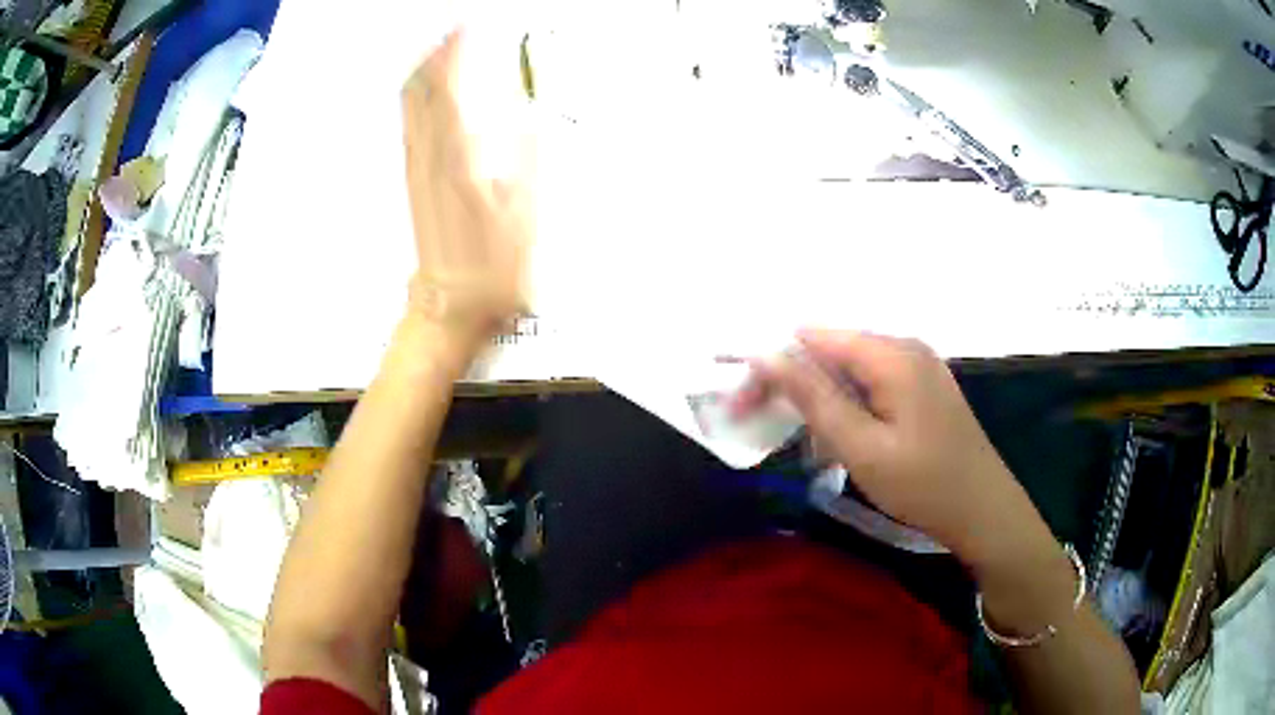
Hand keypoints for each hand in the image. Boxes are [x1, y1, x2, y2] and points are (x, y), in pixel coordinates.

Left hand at [401, 30, 532, 345]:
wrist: (453, 307)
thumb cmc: (490, 269)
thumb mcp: (526, 210)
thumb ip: (528, 155)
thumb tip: (528, 115)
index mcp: (459, 159)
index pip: (450, 90)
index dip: (456, 54)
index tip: (465, 28)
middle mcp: (430, 159)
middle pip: (422, 94)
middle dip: (435, 56)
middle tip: (449, 32)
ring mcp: (418, 172)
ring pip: (412, 110)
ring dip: (423, 76)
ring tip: (436, 52)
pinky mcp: (414, 185)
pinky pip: (410, 130)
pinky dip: (417, 103)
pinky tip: (423, 98)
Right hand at [739, 329, 1045, 566]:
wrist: (984, 510)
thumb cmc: (923, 485)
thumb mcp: (861, 447)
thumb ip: (813, 397)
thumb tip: (764, 354)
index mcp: (891, 353)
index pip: (811, 338)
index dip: (770, 365)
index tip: (740, 403)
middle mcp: (904, 346)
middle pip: (830, 350)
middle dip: (790, 382)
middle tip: (755, 421)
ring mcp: (917, 364)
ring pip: (848, 369)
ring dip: (817, 398)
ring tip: (799, 438)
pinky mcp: (922, 386)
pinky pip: (871, 383)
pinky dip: (846, 405)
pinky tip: (838, 436)